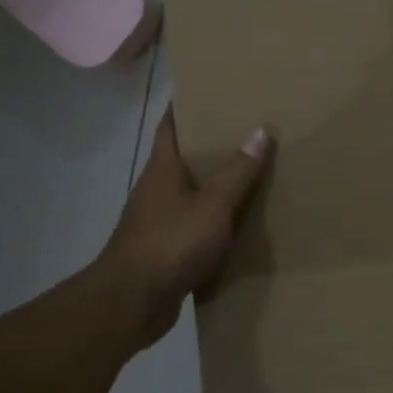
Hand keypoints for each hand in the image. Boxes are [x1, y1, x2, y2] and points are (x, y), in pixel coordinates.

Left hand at [99, 110, 273, 346]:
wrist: (131, 304)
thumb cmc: (170, 244)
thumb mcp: (213, 205)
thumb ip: (238, 171)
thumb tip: (261, 130)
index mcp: (163, 167)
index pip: (172, 123)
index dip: (189, 103)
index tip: (214, 89)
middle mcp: (157, 188)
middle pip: (186, 156)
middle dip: (214, 144)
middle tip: (251, 129)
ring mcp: (158, 220)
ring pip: (192, 192)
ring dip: (217, 184)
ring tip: (254, 173)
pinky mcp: (165, 249)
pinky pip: (195, 224)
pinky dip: (216, 219)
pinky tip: (241, 222)